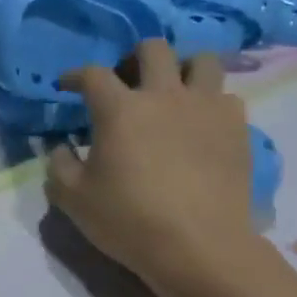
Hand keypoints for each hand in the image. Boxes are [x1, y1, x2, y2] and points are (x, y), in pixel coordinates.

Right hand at [46, 43, 255, 282]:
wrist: (199, 246)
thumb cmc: (129, 220)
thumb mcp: (73, 199)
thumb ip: (59, 166)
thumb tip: (62, 147)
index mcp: (120, 109)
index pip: (93, 74)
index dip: (76, 75)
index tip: (68, 85)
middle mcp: (164, 95)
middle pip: (153, 49)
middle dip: (133, 58)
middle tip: (126, 82)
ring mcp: (206, 107)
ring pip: (202, 61)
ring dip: (182, 69)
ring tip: (172, 92)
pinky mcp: (237, 128)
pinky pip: (225, 96)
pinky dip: (209, 102)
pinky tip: (200, 125)